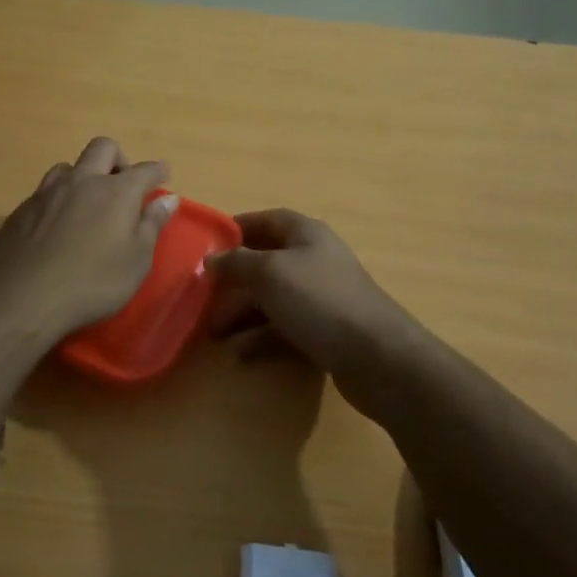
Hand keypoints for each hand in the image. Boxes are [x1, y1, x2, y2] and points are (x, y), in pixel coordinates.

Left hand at [0, 137, 178, 345]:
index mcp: (116, 192)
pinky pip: (45, 191)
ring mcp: (47, 193)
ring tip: (87, 204)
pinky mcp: (21, 209)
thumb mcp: (136, 261)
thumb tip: (169, 199)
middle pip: (103, 148)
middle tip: (124, 186)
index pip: (145, 170)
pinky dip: (59, 200)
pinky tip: (57, 227)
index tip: (163, 176)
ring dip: (84, 176)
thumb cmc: (92, 283)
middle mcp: (82, 181)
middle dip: (119, 159)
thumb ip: (152, 225)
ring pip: (69, 166)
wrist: (22, 300)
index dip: (157, 171)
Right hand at [205, 209, 427, 415]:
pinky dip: (260, 338)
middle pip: (266, 262)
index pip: (266, 220)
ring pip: (272, 299)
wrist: (376, 356)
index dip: (237, 228)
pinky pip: (284, 329)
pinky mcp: (324, 332)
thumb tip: (211, 259)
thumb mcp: (270, 273)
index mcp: (306, 234)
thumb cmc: (319, 300)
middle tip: (200, 296)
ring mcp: (320, 298)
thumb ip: (237, 263)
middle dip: (233, 280)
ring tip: (211, 333)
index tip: (206, 245)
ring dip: (241, 313)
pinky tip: (238, 354)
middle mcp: (314, 260)